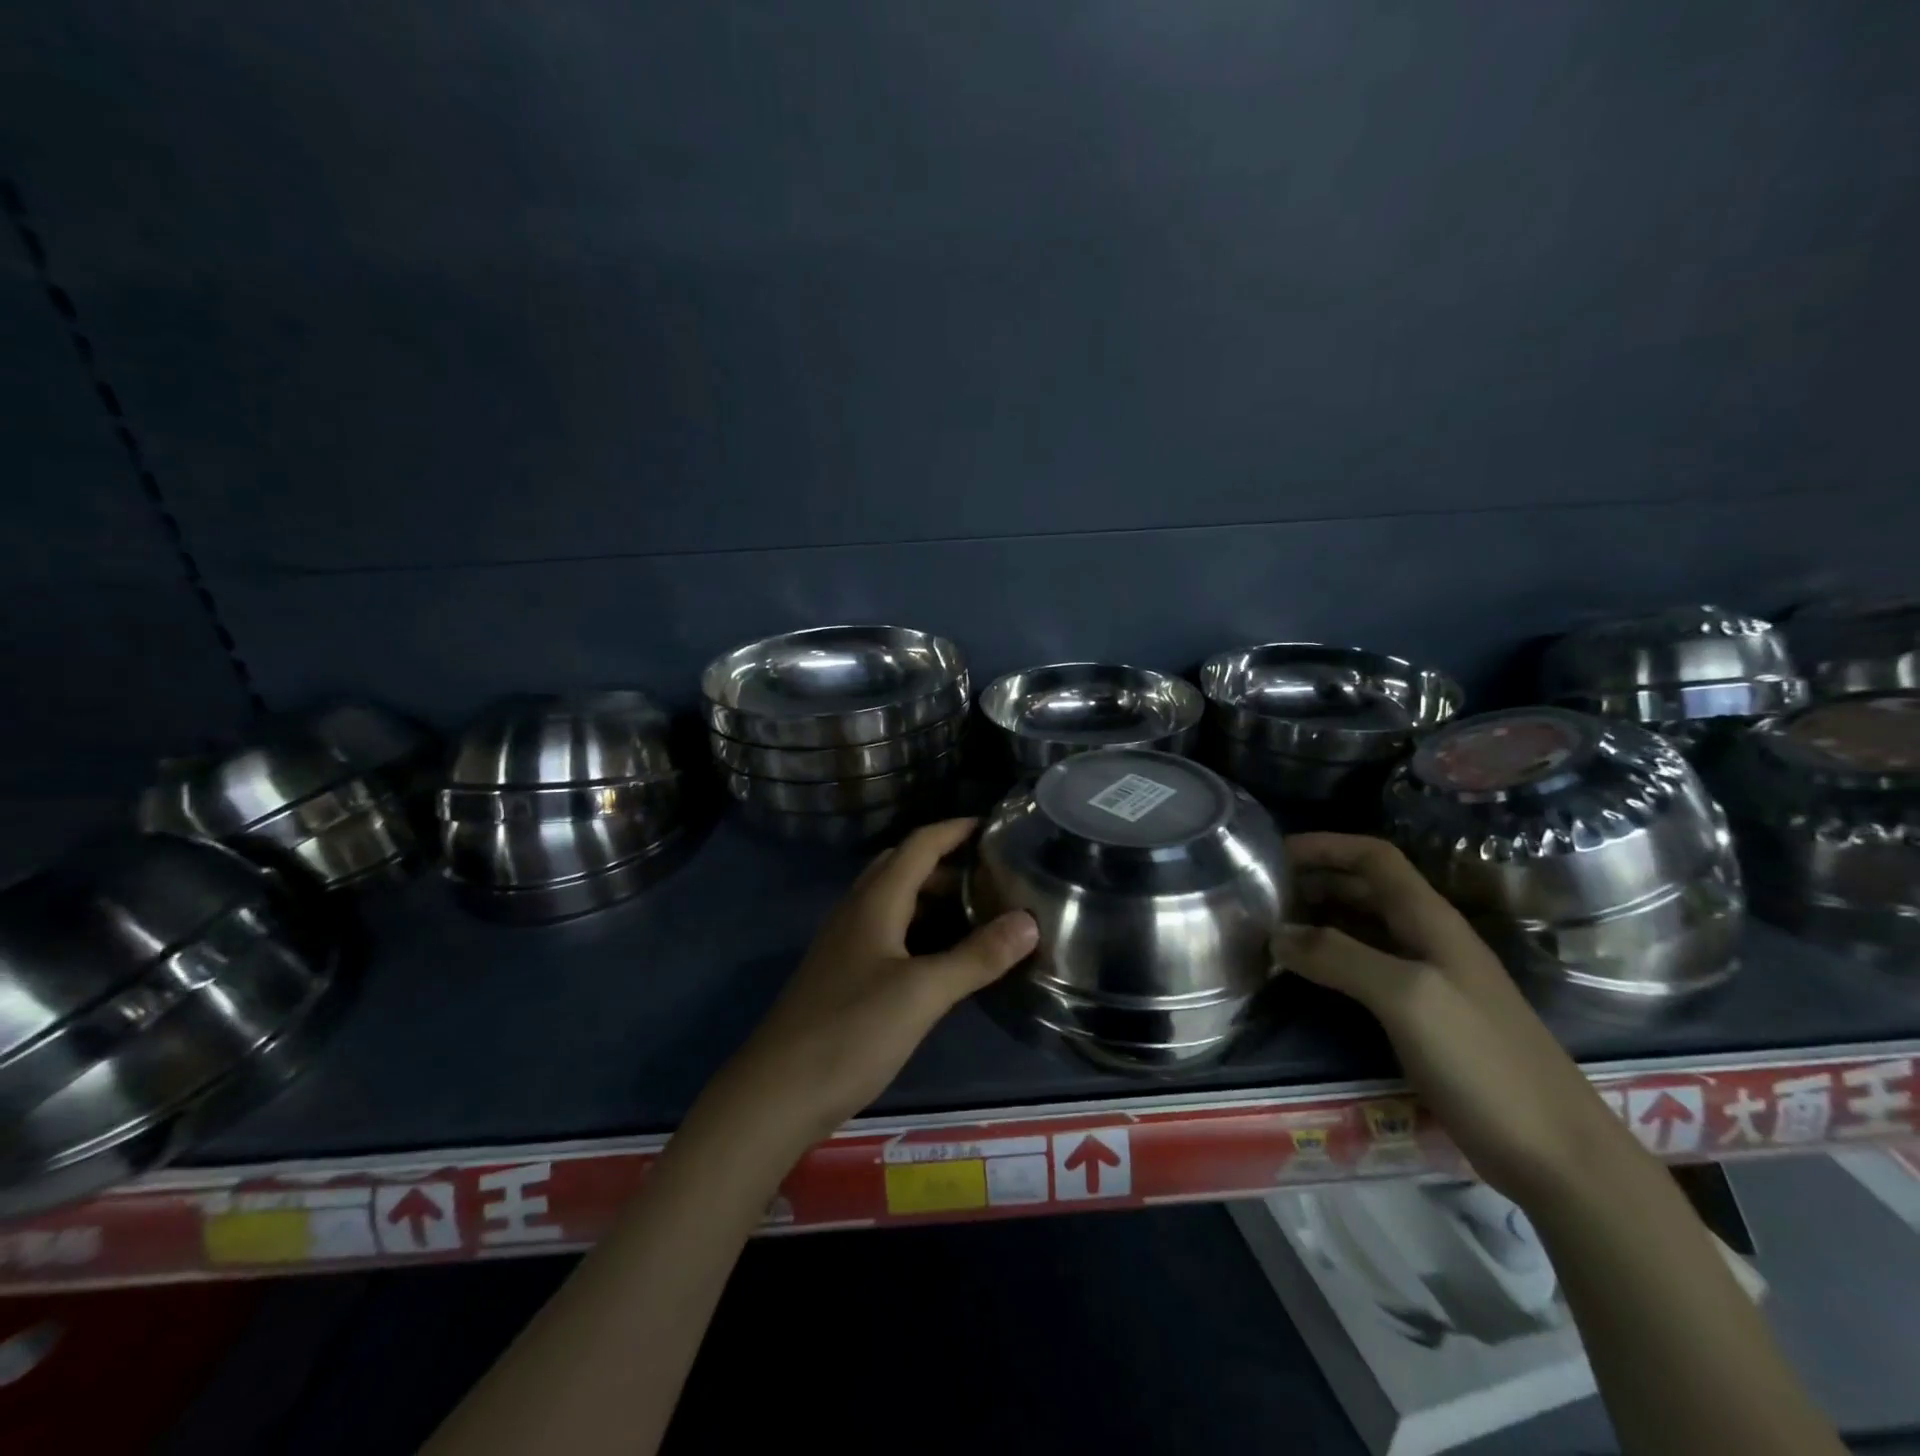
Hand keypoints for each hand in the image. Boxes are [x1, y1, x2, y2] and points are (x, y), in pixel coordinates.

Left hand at [708, 818, 1037, 1152]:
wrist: (777, 1093)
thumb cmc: (851, 1032)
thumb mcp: (922, 993)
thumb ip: (976, 957)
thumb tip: (1029, 921)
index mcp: (875, 902)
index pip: (919, 844)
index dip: (955, 829)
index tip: (994, 825)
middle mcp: (857, 912)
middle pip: (903, 867)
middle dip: (947, 862)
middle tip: (992, 874)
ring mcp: (845, 944)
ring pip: (894, 901)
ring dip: (932, 896)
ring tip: (977, 910)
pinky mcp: (843, 975)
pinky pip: (887, 933)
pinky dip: (919, 928)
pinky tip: (941, 956)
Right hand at [1278, 833, 1636, 1204]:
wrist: (1558, 1156)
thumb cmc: (1483, 1062)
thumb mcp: (1407, 998)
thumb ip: (1339, 956)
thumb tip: (1277, 934)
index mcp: (1432, 921)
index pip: (1375, 858)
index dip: (1326, 845)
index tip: (1274, 852)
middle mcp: (1430, 941)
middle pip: (1367, 889)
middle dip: (1315, 880)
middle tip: (1261, 892)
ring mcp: (1430, 981)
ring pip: (1364, 929)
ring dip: (1319, 919)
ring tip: (1271, 927)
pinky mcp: (1425, 1019)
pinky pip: (1367, 970)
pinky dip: (1331, 960)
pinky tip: (1304, 975)